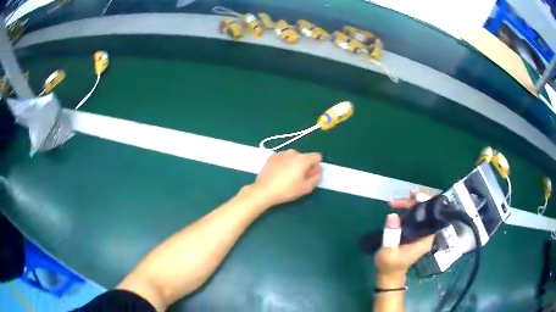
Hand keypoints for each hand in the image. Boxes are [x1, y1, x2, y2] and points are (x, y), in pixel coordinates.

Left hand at [252, 149, 321, 206]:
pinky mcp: (271, 157)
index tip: (310, 175)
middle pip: (304, 157)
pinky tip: (278, 174)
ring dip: (293, 164)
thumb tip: (319, 170)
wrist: (264, 190)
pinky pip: (283, 158)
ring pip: (293, 157)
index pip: (317, 157)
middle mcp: (293, 152)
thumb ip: (316, 177)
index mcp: (303, 158)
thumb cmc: (287, 190)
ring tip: (287, 177)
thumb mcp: (306, 188)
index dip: (316, 166)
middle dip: (304, 166)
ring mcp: (281, 153)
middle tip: (298, 179)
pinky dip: (284, 164)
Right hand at [374, 193, 434, 287]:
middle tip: (403, 196)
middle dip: (417, 201)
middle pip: (428, 211)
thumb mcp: (388, 252)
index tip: (416, 196)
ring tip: (395, 202)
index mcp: (425, 239)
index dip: (427, 203)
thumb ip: (391, 235)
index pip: (434, 216)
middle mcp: (427, 234)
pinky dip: (408, 209)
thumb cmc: (389, 265)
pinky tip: (397, 206)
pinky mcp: (415, 232)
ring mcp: (421, 232)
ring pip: (421, 212)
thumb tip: (393, 214)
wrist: (389, 275)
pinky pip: (416, 216)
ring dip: (410, 204)